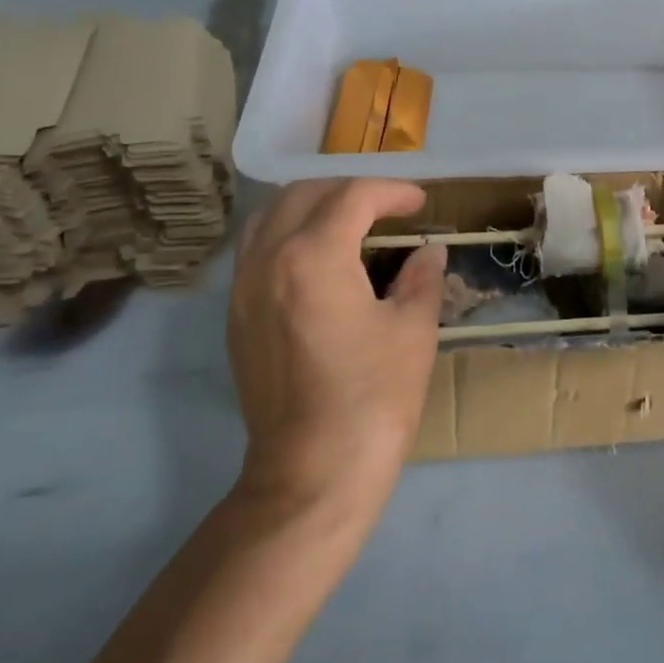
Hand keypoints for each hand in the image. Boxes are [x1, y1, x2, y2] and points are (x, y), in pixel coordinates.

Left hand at [227, 180, 446, 520]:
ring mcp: (243, 288)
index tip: (420, 203)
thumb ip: (421, 277)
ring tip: (349, 224)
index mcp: (314, 256)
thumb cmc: (373, 396)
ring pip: (269, 217)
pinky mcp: (236, 317)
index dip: (392, 192)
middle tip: (387, 208)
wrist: (313, 471)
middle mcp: (268, 259)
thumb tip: (428, 252)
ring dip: (312, 206)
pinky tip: (319, 262)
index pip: (353, 197)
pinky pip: (256, 250)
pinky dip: (288, 235)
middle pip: (304, 194)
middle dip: (350, 191)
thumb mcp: (413, 330)